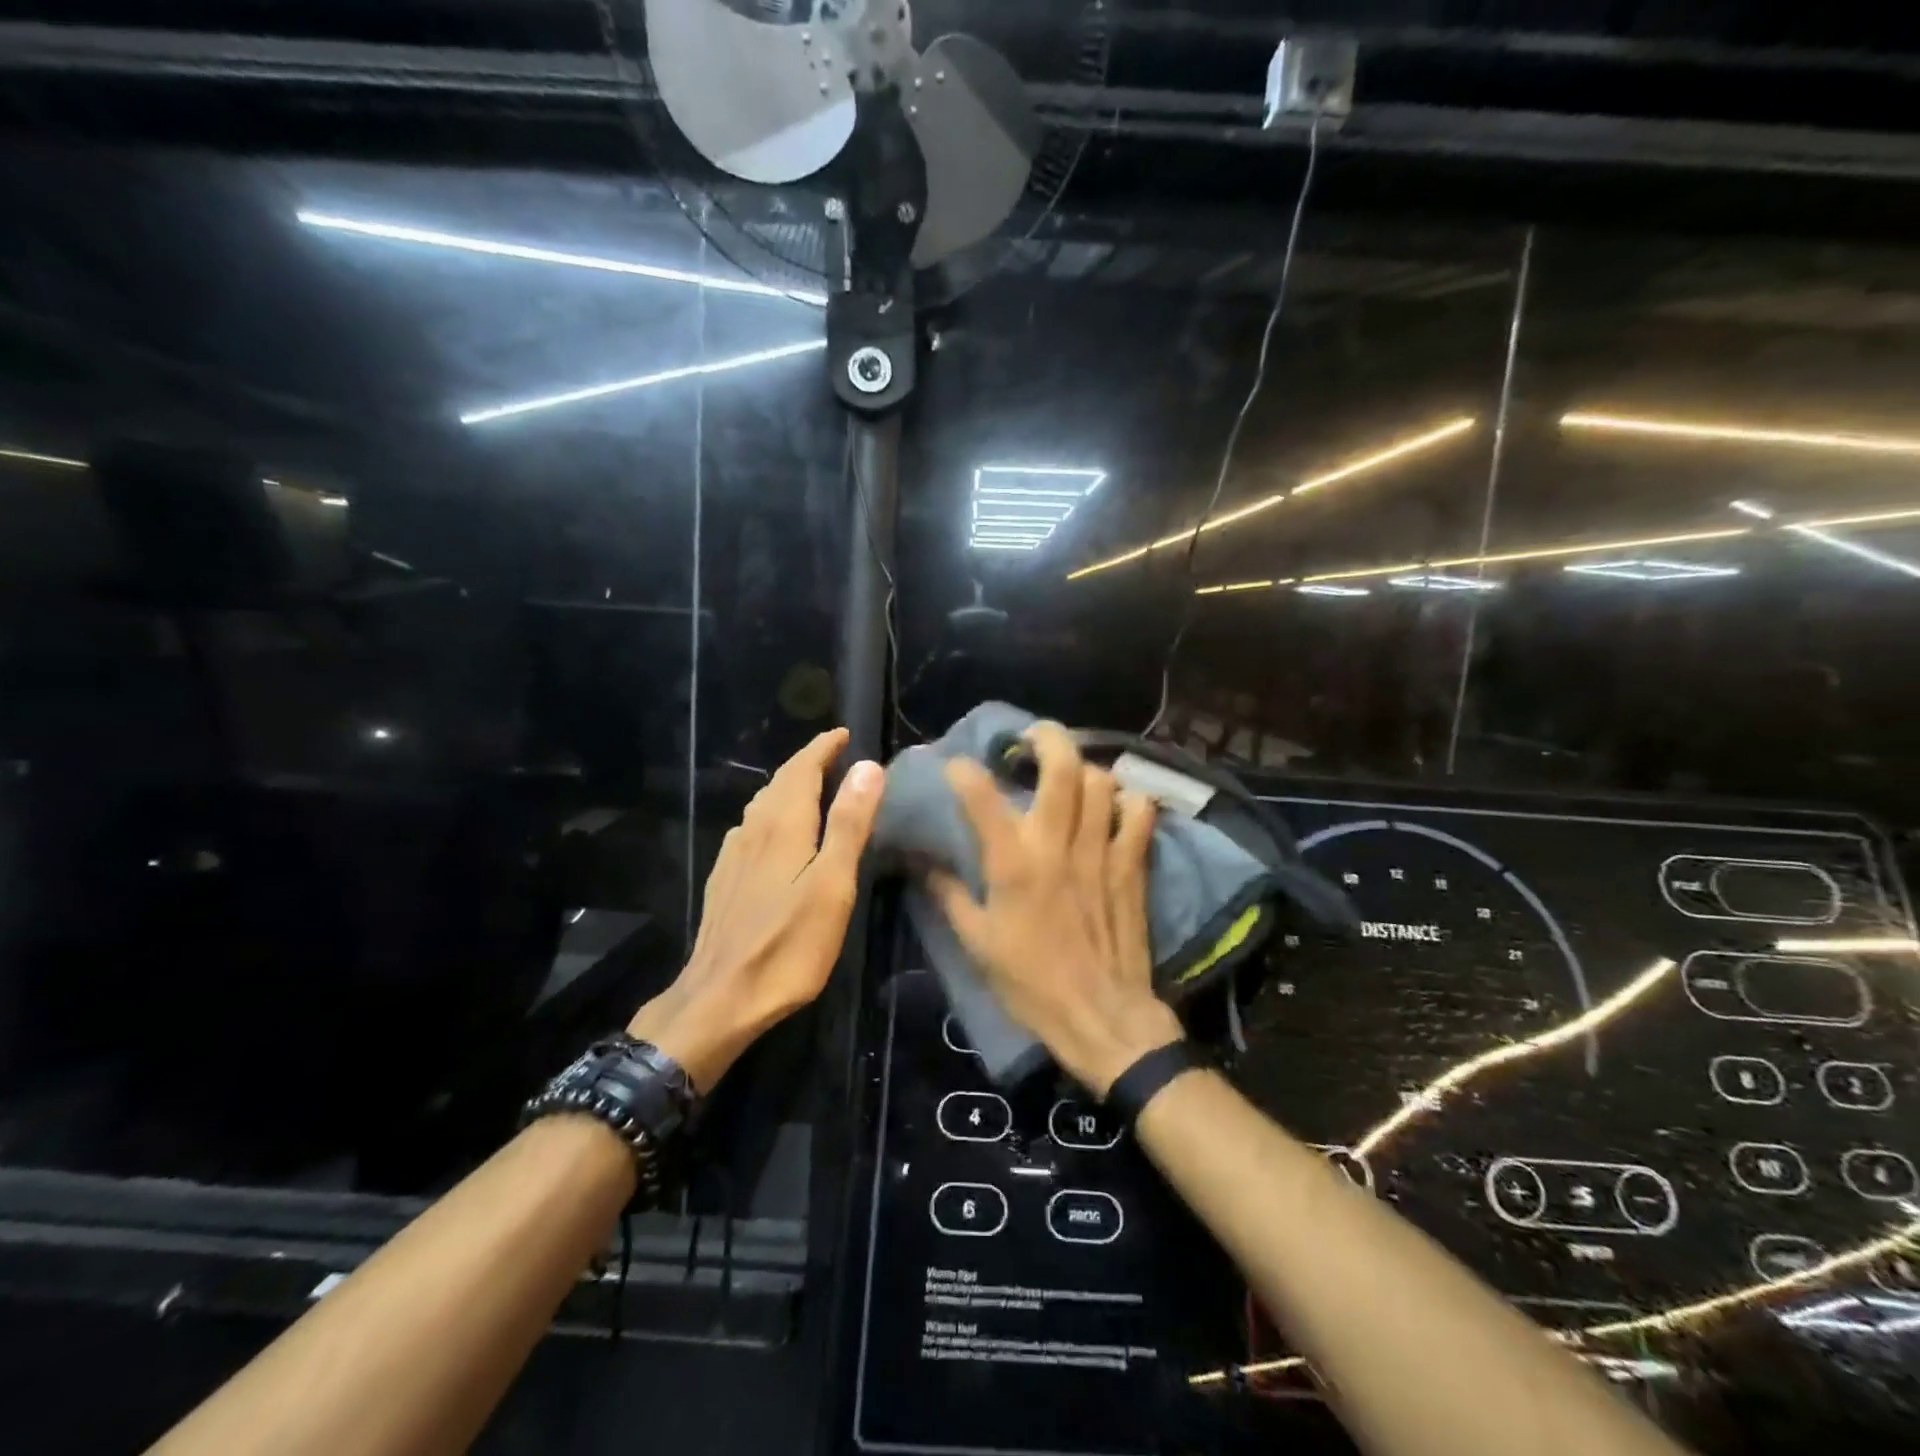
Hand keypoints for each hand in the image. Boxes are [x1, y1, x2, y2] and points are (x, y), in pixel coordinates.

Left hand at [629, 728, 882, 1091]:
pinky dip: (770, 815)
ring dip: (787, 787)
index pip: (802, 769)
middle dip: (806, 763)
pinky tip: (773, 833)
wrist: (720, 999)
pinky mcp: (724, 880)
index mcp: (783, 825)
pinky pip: (750, 829)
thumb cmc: (788, 945)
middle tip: (834, 755)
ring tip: (811, 786)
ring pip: (762, 805)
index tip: (843, 733)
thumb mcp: (832, 884)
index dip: (823, 748)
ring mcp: (733, 856)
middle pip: (780, 783)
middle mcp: (753, 830)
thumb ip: (849, 824)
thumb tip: (867, 766)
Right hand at [926, 723, 1182, 1096]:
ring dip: (1085, 768)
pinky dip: (1129, 801)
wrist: (1101, 1016)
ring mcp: (1101, 851)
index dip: (965, 770)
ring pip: (1101, 782)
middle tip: (1033, 737)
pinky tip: (1116, 806)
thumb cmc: (1032, 983)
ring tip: (1072, 774)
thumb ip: (949, 894)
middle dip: (1047, 738)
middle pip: (1061, 768)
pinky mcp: (1132, 866)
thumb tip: (921, 861)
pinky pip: (1139, 814)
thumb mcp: (977, 942)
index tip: (957, 765)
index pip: (983, 797)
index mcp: (1014, 865)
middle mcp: (1058, 845)